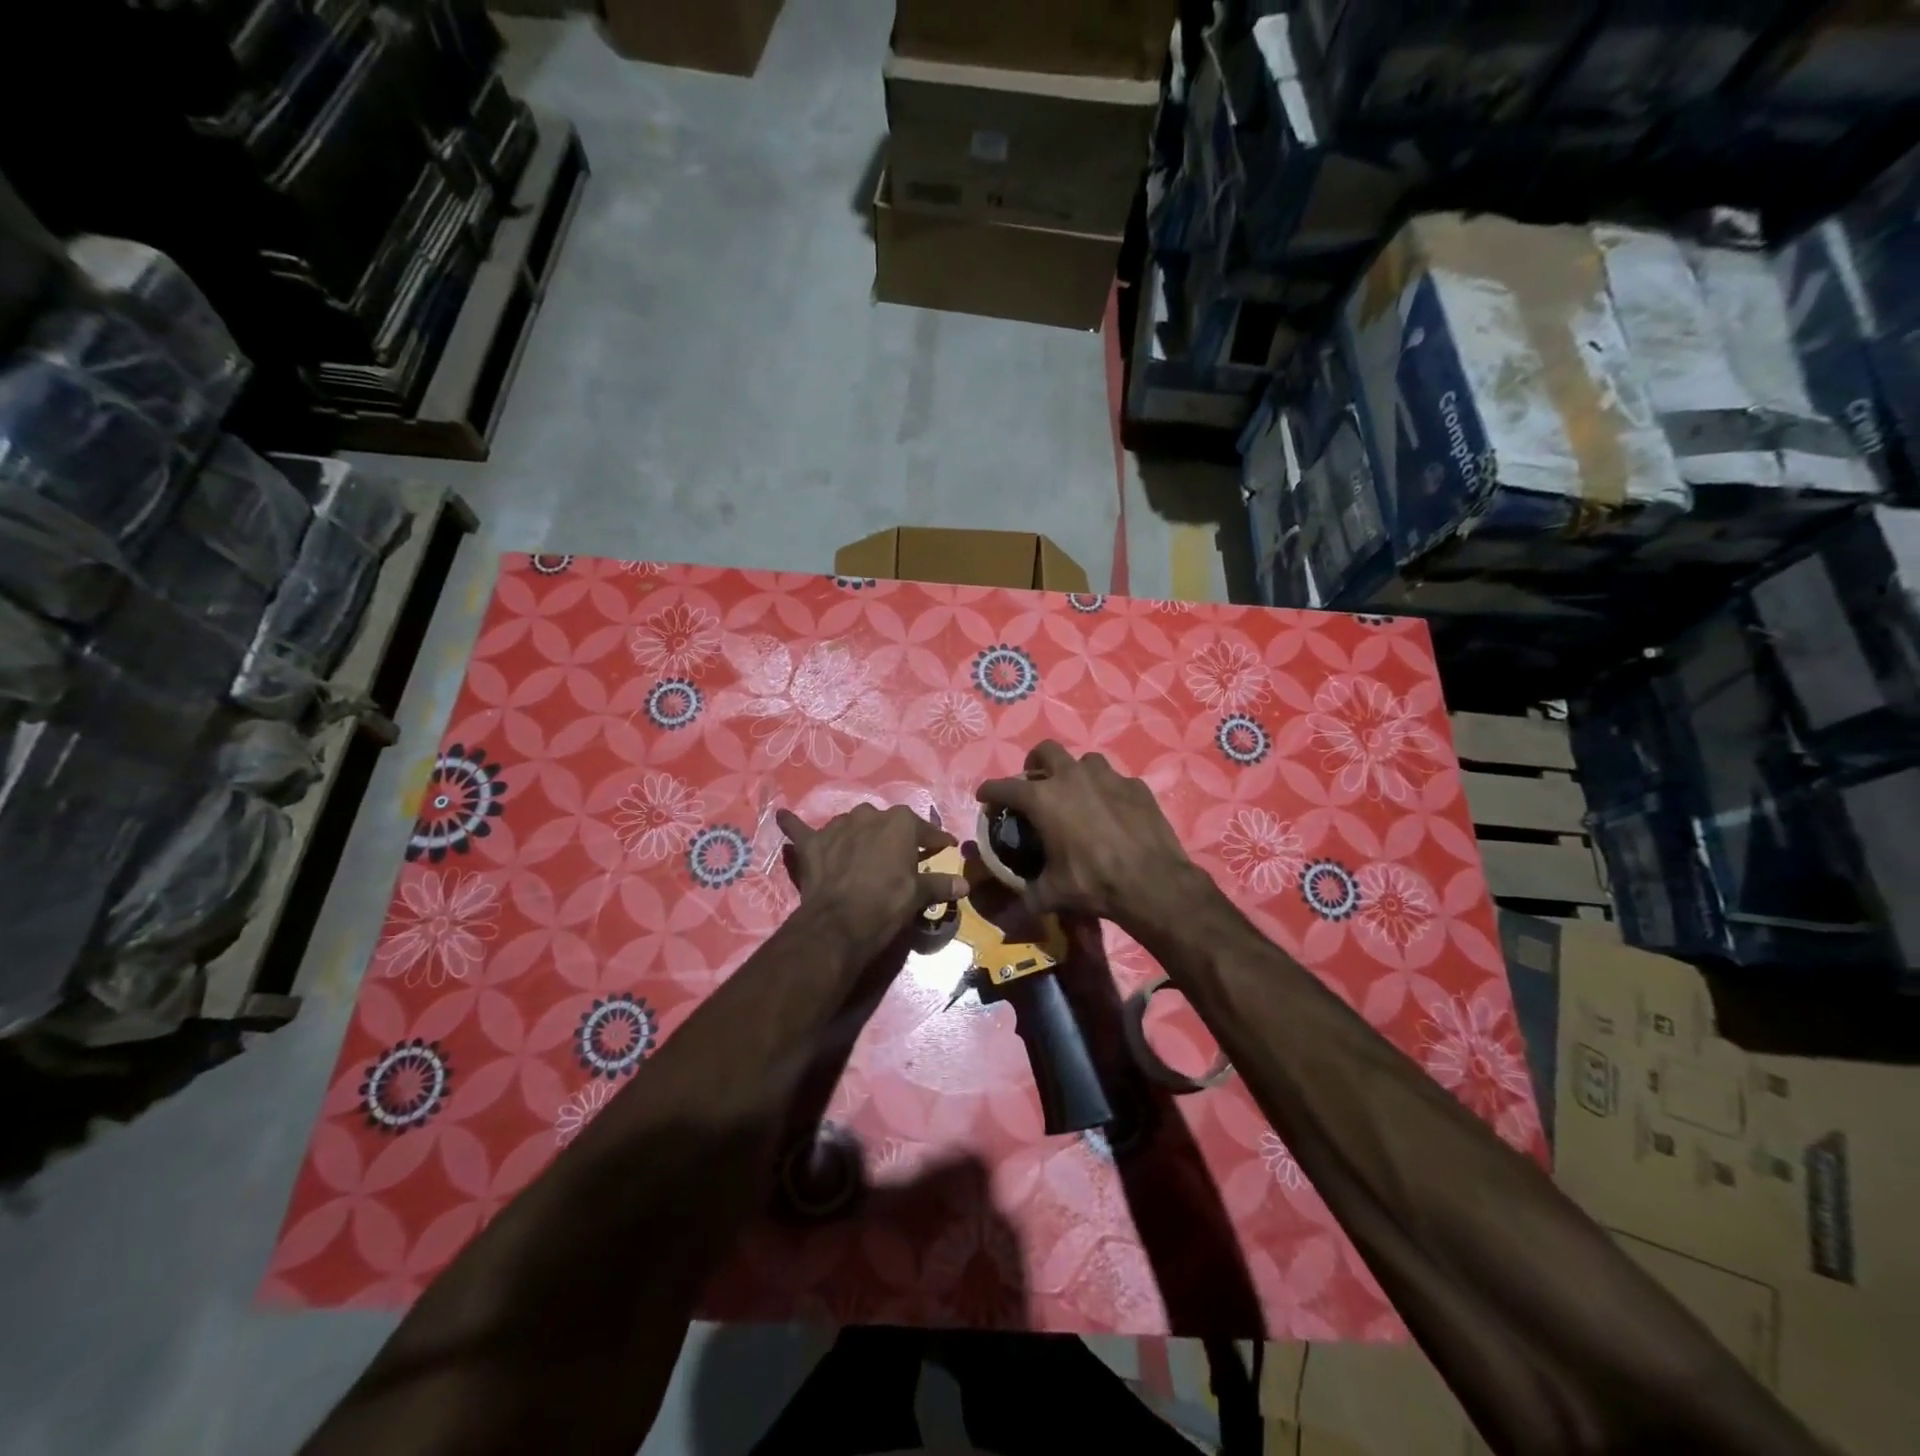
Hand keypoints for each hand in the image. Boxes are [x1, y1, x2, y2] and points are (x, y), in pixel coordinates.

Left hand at [775, 804, 968, 958]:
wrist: (840, 923)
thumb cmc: (887, 904)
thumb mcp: (917, 896)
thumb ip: (940, 885)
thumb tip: (965, 885)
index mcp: (900, 823)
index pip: (924, 831)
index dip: (935, 842)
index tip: (943, 848)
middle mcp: (870, 816)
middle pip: (886, 824)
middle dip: (893, 837)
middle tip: (898, 858)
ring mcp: (838, 826)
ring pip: (851, 824)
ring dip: (857, 834)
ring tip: (861, 852)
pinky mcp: (812, 843)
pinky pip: (800, 829)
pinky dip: (793, 824)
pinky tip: (783, 815)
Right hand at [976, 742, 1201, 925]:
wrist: (1152, 882)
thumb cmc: (1093, 882)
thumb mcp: (1052, 893)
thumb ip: (1031, 891)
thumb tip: (1025, 897)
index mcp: (1043, 799)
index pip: (1005, 787)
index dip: (990, 791)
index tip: (984, 796)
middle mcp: (1072, 777)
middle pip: (1046, 751)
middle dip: (1036, 763)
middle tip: (1037, 784)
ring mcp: (1108, 777)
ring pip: (1085, 761)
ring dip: (1076, 774)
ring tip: (1078, 795)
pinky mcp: (1136, 786)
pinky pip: (1116, 781)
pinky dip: (1108, 792)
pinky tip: (1113, 812)